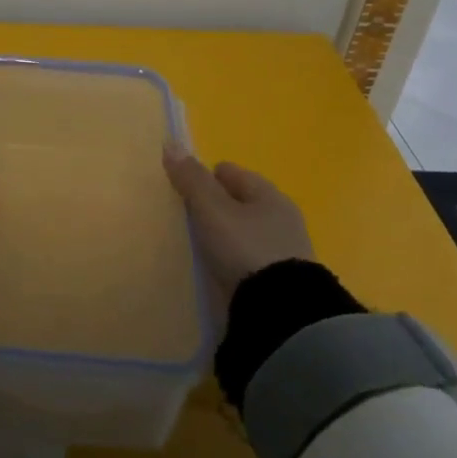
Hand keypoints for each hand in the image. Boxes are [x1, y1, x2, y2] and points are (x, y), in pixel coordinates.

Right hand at [164, 146, 314, 299]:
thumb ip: (192, 179)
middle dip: (217, 208)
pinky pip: (252, 261)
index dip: (205, 177)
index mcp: (269, 195)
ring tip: (202, 248)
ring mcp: (286, 253)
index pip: (230, 173)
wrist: (283, 314)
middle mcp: (282, 218)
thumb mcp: (212, 210)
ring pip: (247, 233)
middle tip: (189, 220)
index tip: (184, 192)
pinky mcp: (284, 284)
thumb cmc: (246, 249)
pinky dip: (236, 262)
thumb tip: (171, 143)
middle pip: (240, 203)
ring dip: (227, 237)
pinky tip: (221, 271)